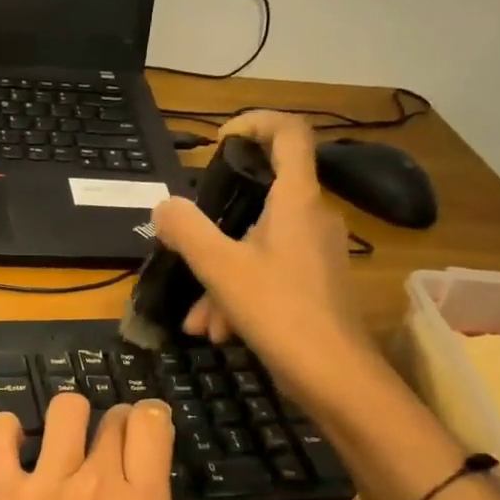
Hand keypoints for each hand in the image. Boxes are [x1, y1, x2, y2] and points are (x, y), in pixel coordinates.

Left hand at [0, 394, 189, 499]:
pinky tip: (15, 441)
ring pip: (65, 410)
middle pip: (114, 417)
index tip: (148, 432)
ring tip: (65, 440)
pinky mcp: (3, 493)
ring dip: (71, 418)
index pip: (153, 425)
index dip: (152, 420)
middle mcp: (99, 484)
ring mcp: (46, 484)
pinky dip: (6, 429)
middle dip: (118, 423)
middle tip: (110, 445)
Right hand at [152, 110, 383, 409]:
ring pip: (255, 249)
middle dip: (214, 234)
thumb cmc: (280, 313)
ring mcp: (315, 253)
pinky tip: (219, 333)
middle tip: (185, 255)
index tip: (219, 140)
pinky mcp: (314, 285)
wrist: (336, 376)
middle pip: (258, 203)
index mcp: (296, 200)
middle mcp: (310, 218)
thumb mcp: (222, 270)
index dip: (255, 122)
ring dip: (219, 280)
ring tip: (198, 322)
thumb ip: (188, 232)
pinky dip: (238, 298)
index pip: (288, 133)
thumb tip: (163, 206)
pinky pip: (267, 276)